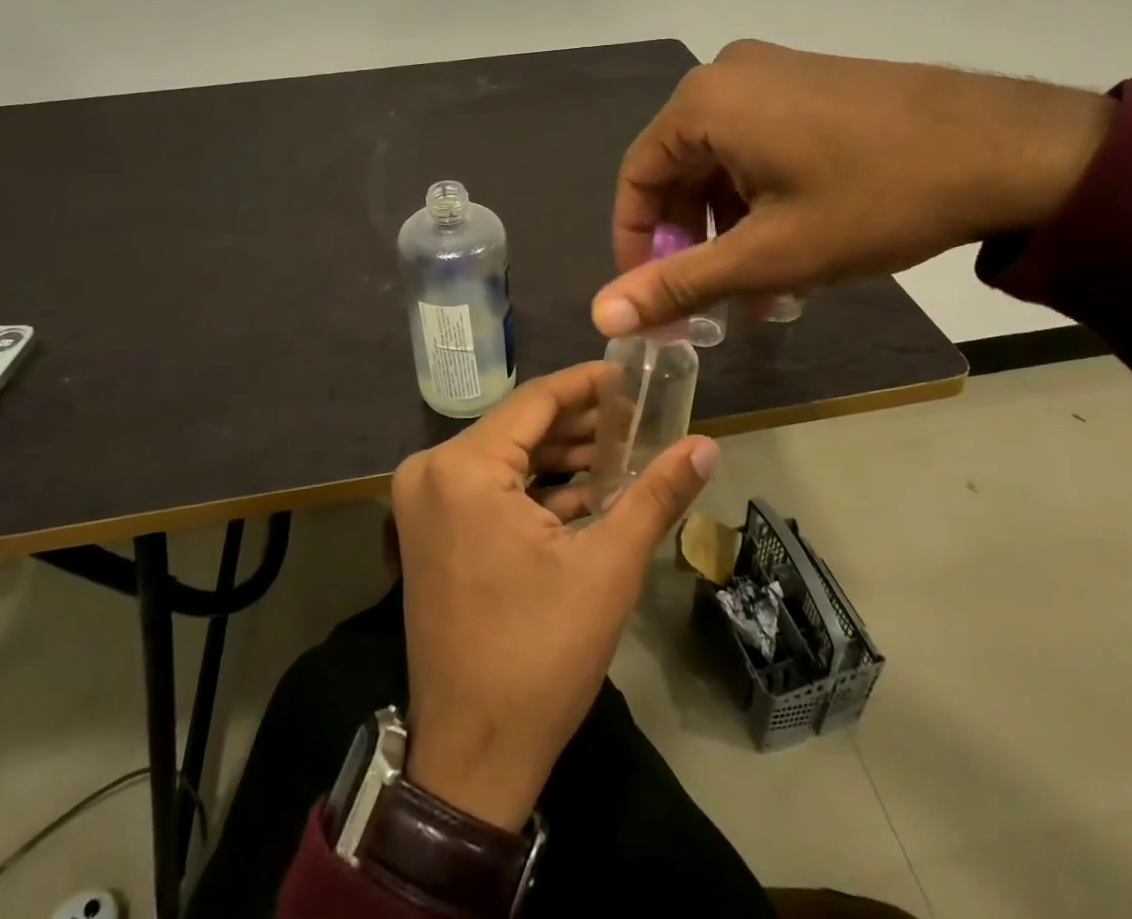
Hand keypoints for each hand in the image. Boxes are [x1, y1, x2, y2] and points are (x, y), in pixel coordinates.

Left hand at [392, 363, 719, 831]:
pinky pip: (489, 488)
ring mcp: (425, 503)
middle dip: (582, 424)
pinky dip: (536, 488)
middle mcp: (432, 471)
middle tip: (640, 418)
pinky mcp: (430, 530)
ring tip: (625, 451)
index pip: (536, 400)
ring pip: (506, 457)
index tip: (632, 376)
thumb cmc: (540, 655)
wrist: (473, 756)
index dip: (588, 384)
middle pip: (520, 427)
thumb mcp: (607, 568)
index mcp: (464, 468)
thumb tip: (706, 445)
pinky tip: (589, 491)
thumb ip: (656, 495)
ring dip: (562, 456)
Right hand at [593, 40, 1115, 334]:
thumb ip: (679, 283)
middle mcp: (727, 74)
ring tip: (756, 290)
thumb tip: (601, 317)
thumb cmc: (874, 199)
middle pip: (679, 169)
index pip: (637, 178)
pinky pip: (758, 143)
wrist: (1011, 148)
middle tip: (707, 301)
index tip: (650, 297)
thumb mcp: (769, 254)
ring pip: (721, 161)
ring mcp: (774, 72)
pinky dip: (759, 197)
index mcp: (703, 102)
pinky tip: (789, 246)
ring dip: (728, 227)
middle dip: (690, 242)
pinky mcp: (810, 82)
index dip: (636, 244)